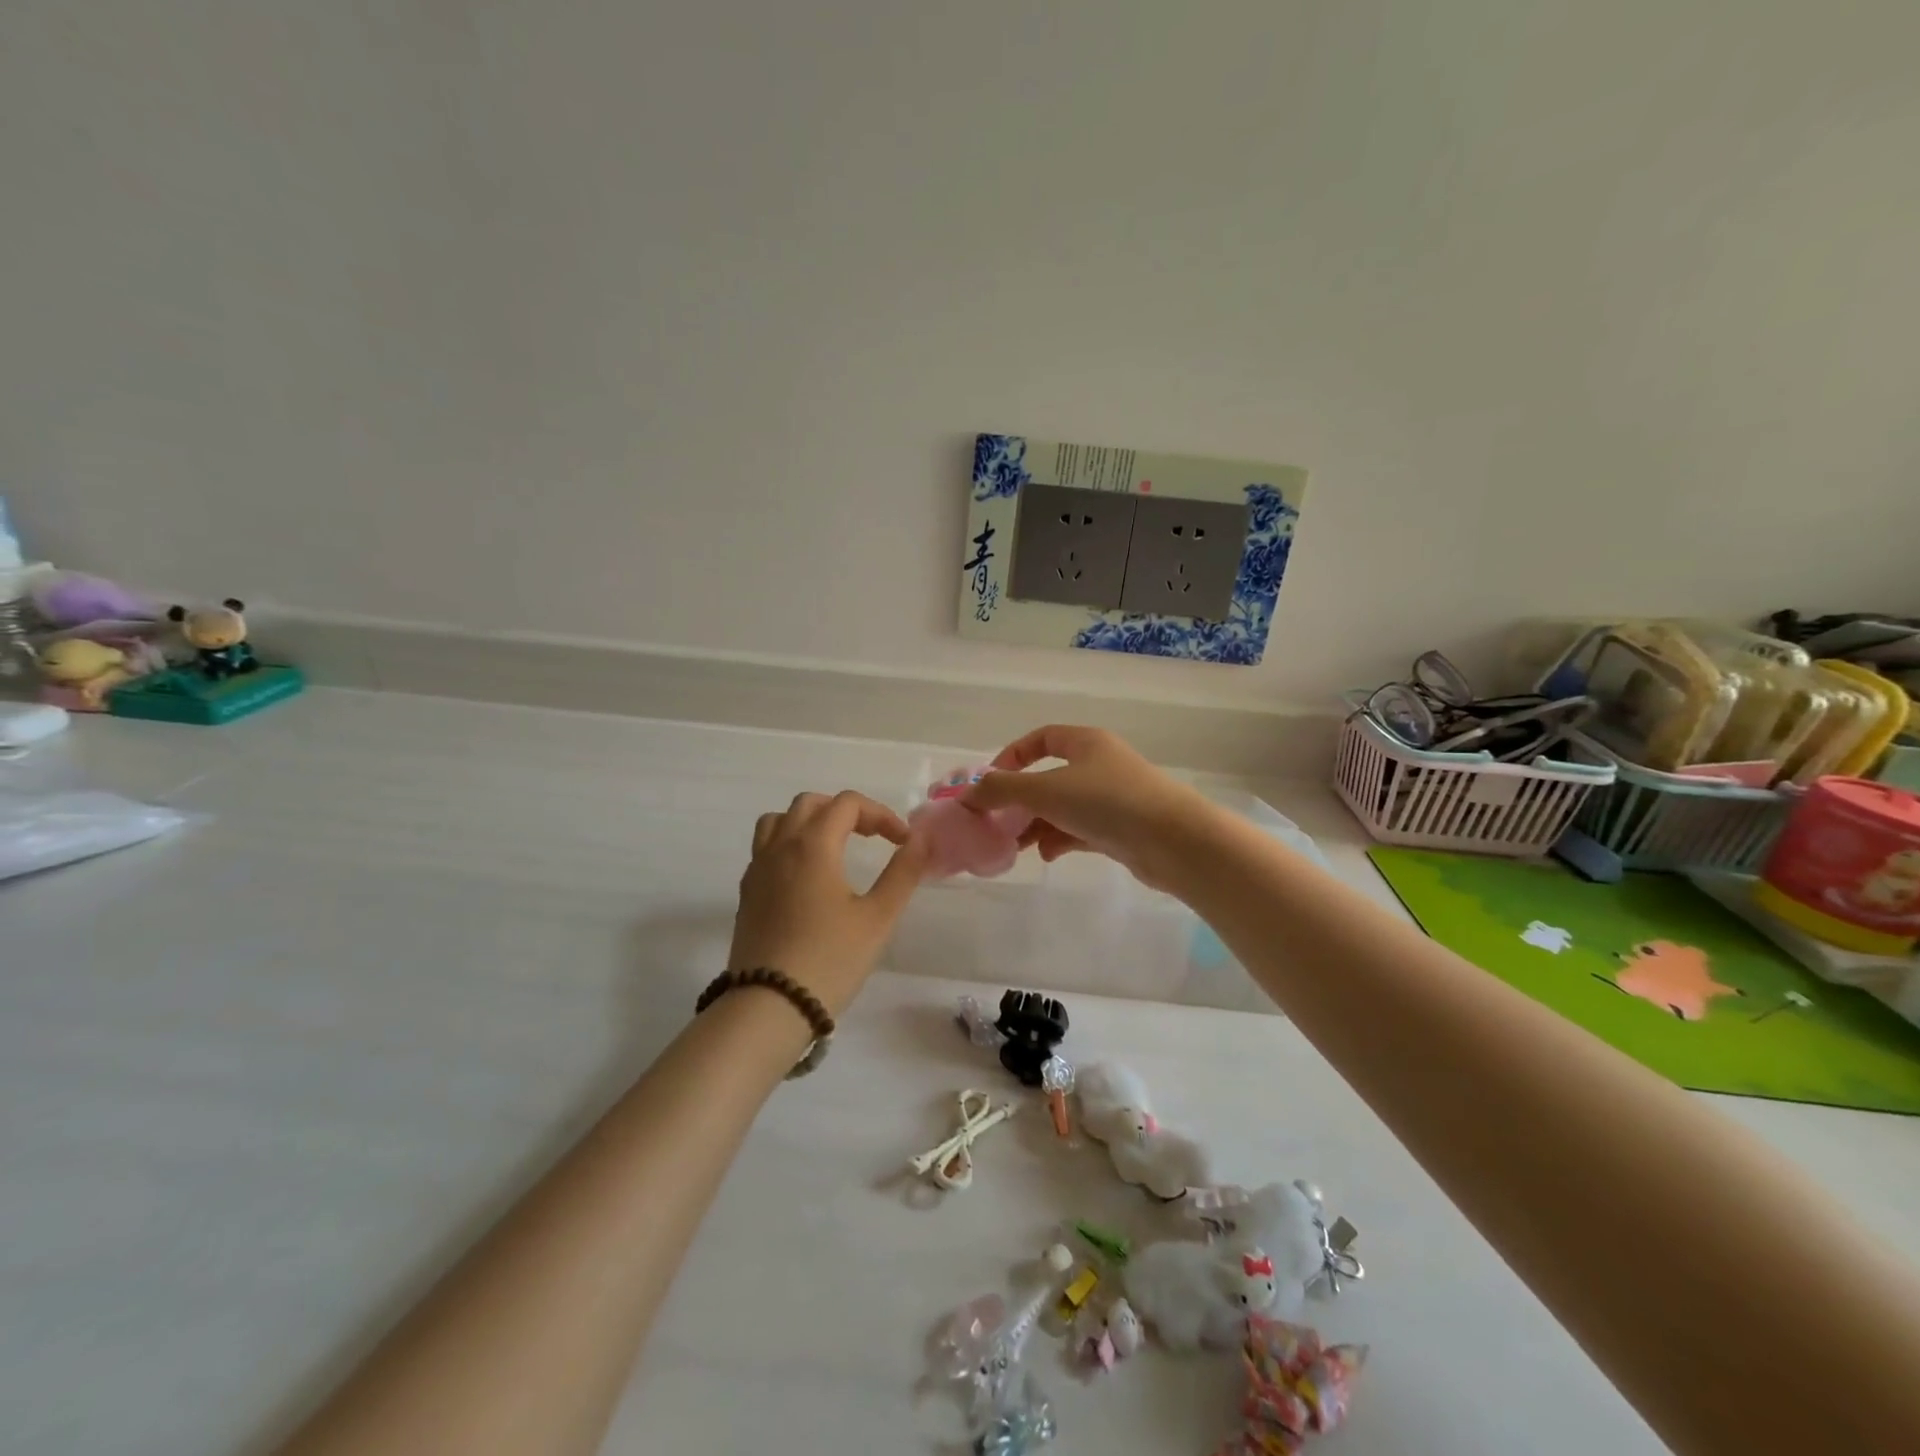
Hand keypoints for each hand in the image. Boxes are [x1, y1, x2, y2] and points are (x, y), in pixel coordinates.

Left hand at [728, 791, 928, 1015]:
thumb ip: (902, 873)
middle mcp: (780, 846)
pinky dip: (789, 844)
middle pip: (810, 803)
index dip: (880, 814)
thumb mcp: (878, 917)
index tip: (902, 843)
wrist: (769, 1007)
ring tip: (834, 846)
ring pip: (779, 820)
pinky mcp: (746, 893)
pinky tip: (807, 876)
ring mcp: (757, 869)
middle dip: (846, 811)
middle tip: (872, 837)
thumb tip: (919, 840)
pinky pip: (765, 848)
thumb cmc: (830, 959)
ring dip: (810, 821)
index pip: (847, 804)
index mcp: (813, 844)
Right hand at [963, 725, 1216, 890]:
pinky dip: (1060, 840)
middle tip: (997, 822)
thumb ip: (1002, 790)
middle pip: (1049, 777)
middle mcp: (1100, 765)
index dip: (1013, 756)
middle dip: (1021, 800)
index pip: (1042, 738)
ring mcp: (1113, 798)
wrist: (1174, 841)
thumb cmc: (1106, 802)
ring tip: (1015, 846)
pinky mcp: (1122, 829)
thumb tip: (966, 794)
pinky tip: (1047, 856)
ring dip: (1037, 824)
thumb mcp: (1045, 791)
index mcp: (1086, 743)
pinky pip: (1081, 830)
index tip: (991, 781)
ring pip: (1064, 807)